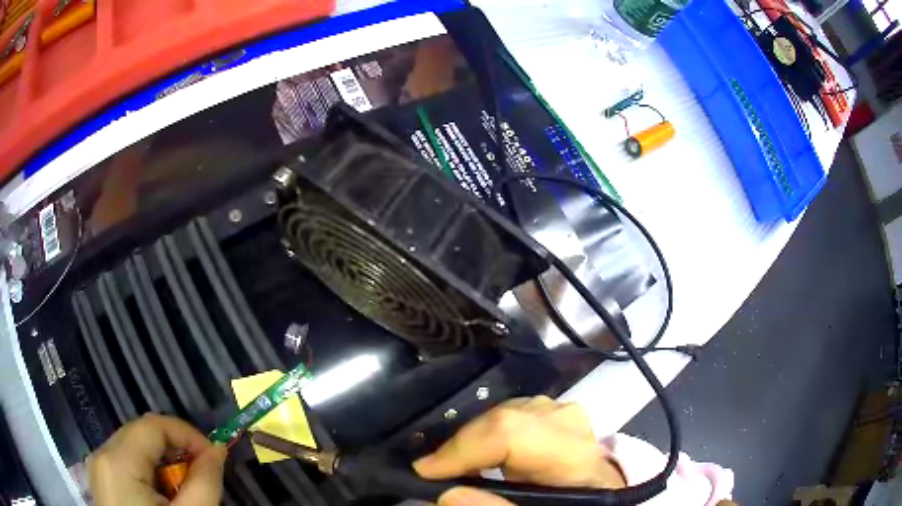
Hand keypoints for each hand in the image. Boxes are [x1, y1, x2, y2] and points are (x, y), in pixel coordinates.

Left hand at [88, 413, 226, 505]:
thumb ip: (204, 482)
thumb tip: (217, 450)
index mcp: (118, 460)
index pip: (153, 425)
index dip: (187, 435)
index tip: (213, 458)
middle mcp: (101, 455)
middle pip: (141, 435)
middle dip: (175, 451)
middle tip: (201, 477)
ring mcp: (97, 468)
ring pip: (133, 449)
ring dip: (162, 464)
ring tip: (182, 492)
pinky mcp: (101, 481)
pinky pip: (125, 464)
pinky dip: (147, 474)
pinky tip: (161, 498)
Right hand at [414, 396, 625, 505]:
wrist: (596, 499)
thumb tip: (447, 493)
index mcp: (581, 463)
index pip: (517, 434)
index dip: (465, 448)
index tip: (425, 471)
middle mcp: (580, 432)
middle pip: (514, 416)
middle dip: (465, 443)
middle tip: (436, 471)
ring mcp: (574, 422)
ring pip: (514, 410)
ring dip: (477, 438)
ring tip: (457, 466)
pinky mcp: (563, 422)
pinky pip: (520, 415)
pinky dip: (492, 434)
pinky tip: (481, 456)